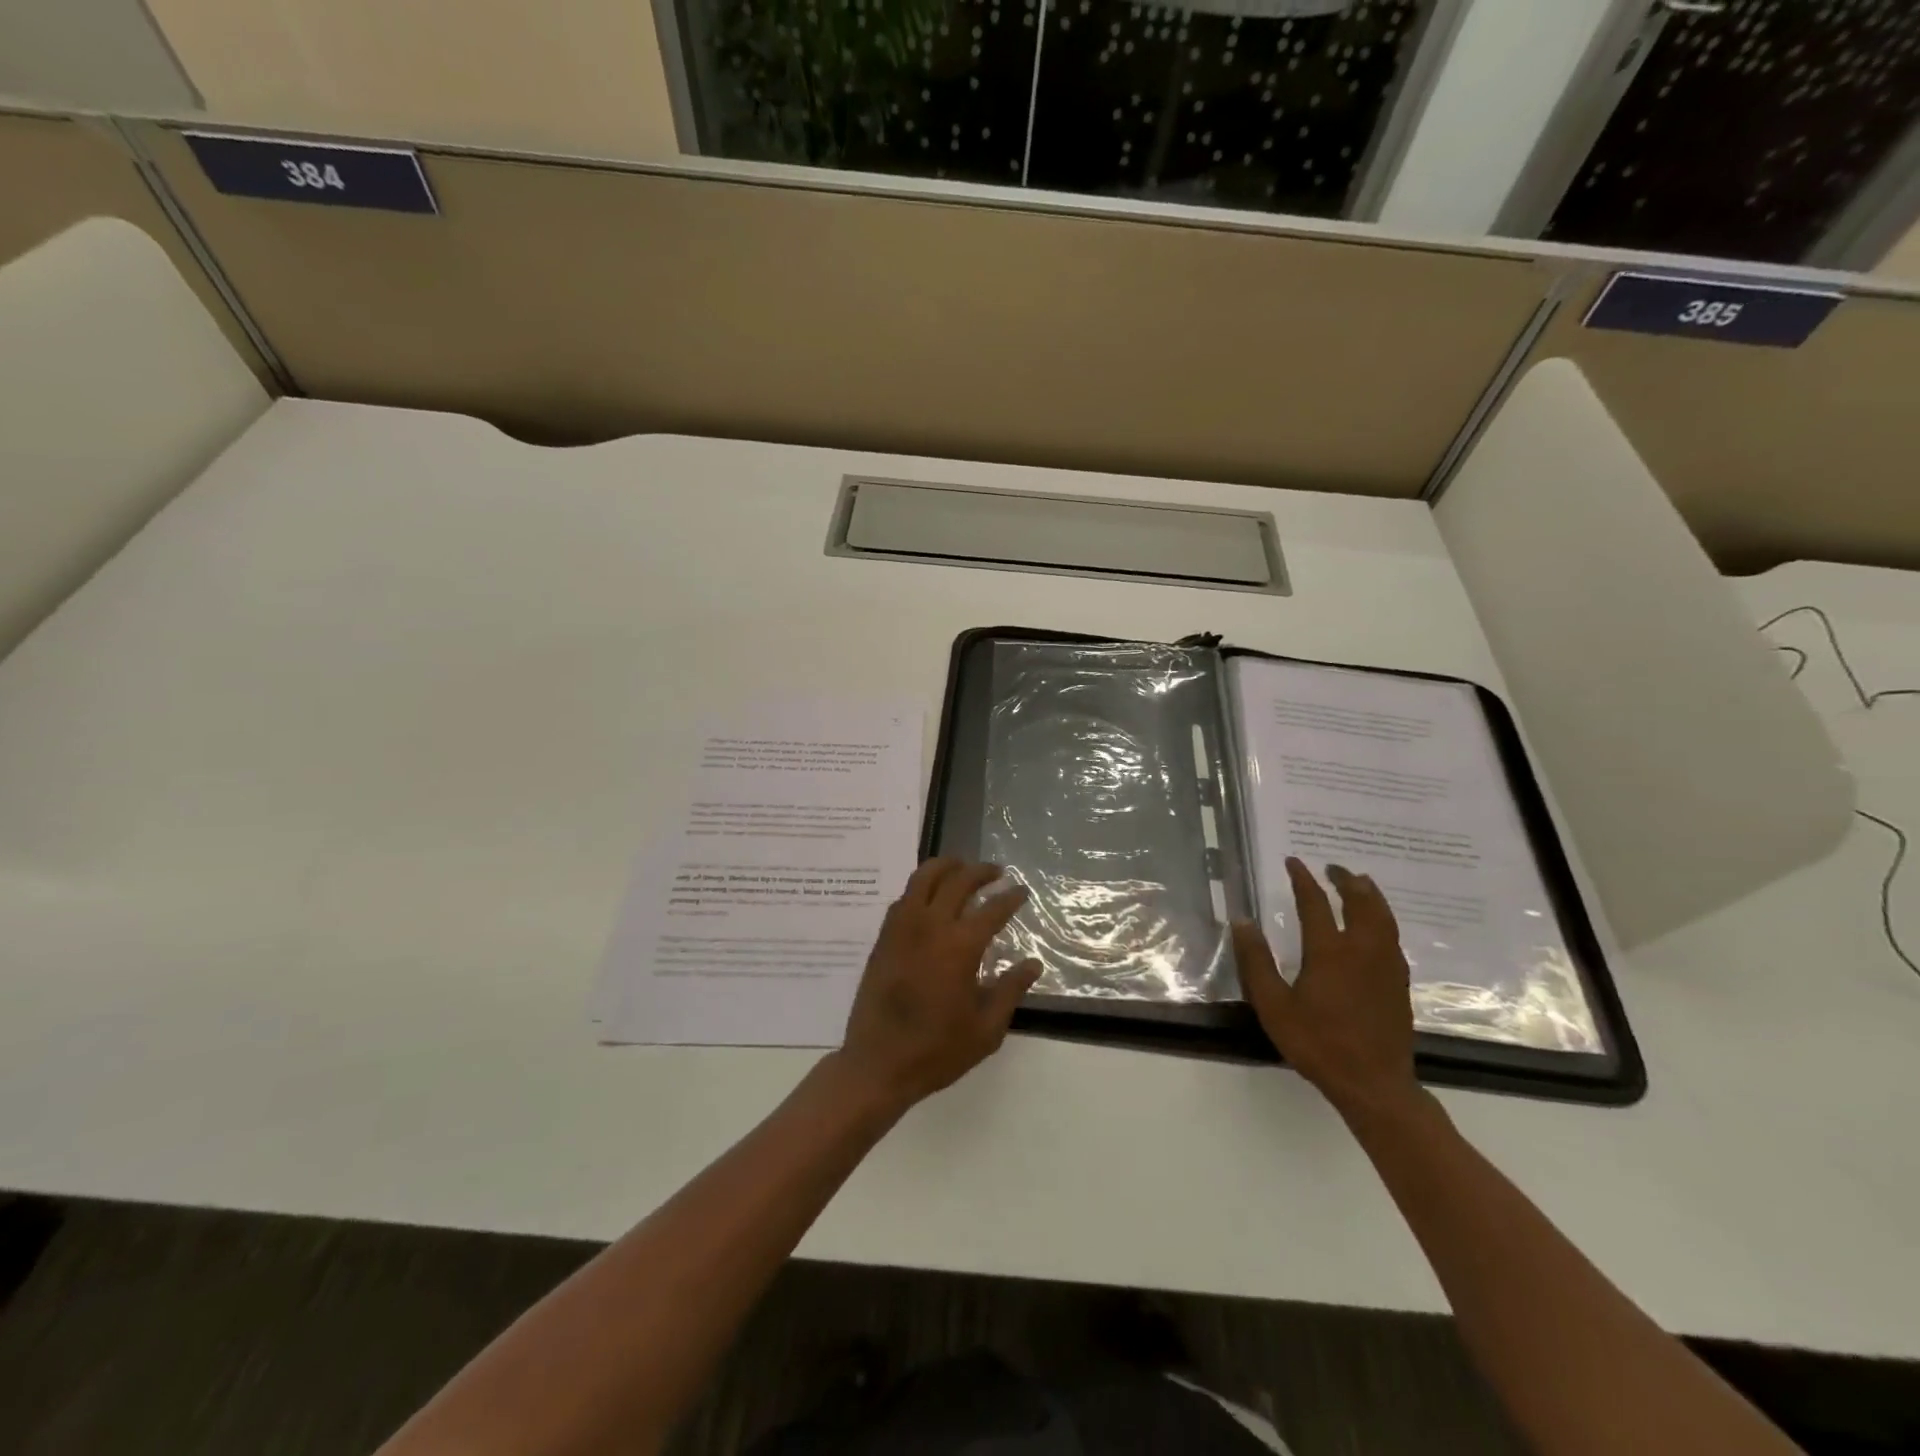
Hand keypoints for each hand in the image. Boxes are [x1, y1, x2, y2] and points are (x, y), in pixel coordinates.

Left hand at [834, 858, 1041, 1110]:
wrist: (878, 1064)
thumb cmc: (937, 1051)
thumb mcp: (986, 1029)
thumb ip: (1010, 990)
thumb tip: (1033, 964)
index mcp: (960, 947)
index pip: (992, 909)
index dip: (1011, 898)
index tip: (1022, 891)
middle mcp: (930, 926)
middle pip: (958, 880)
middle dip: (981, 871)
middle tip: (996, 872)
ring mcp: (902, 927)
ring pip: (924, 877)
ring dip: (947, 866)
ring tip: (962, 868)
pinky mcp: (884, 936)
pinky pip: (904, 897)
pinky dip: (921, 887)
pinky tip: (931, 897)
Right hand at [1233, 858, 1418, 1120]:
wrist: (1373, 1083)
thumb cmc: (1317, 1043)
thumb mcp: (1273, 1005)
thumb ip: (1256, 961)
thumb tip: (1242, 921)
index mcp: (1329, 951)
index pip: (1315, 903)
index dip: (1303, 879)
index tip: (1294, 862)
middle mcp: (1362, 950)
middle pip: (1360, 903)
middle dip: (1346, 880)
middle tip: (1333, 867)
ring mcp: (1386, 966)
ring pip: (1383, 918)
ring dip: (1370, 895)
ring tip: (1361, 884)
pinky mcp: (1399, 983)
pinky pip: (1392, 937)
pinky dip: (1383, 919)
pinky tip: (1377, 927)